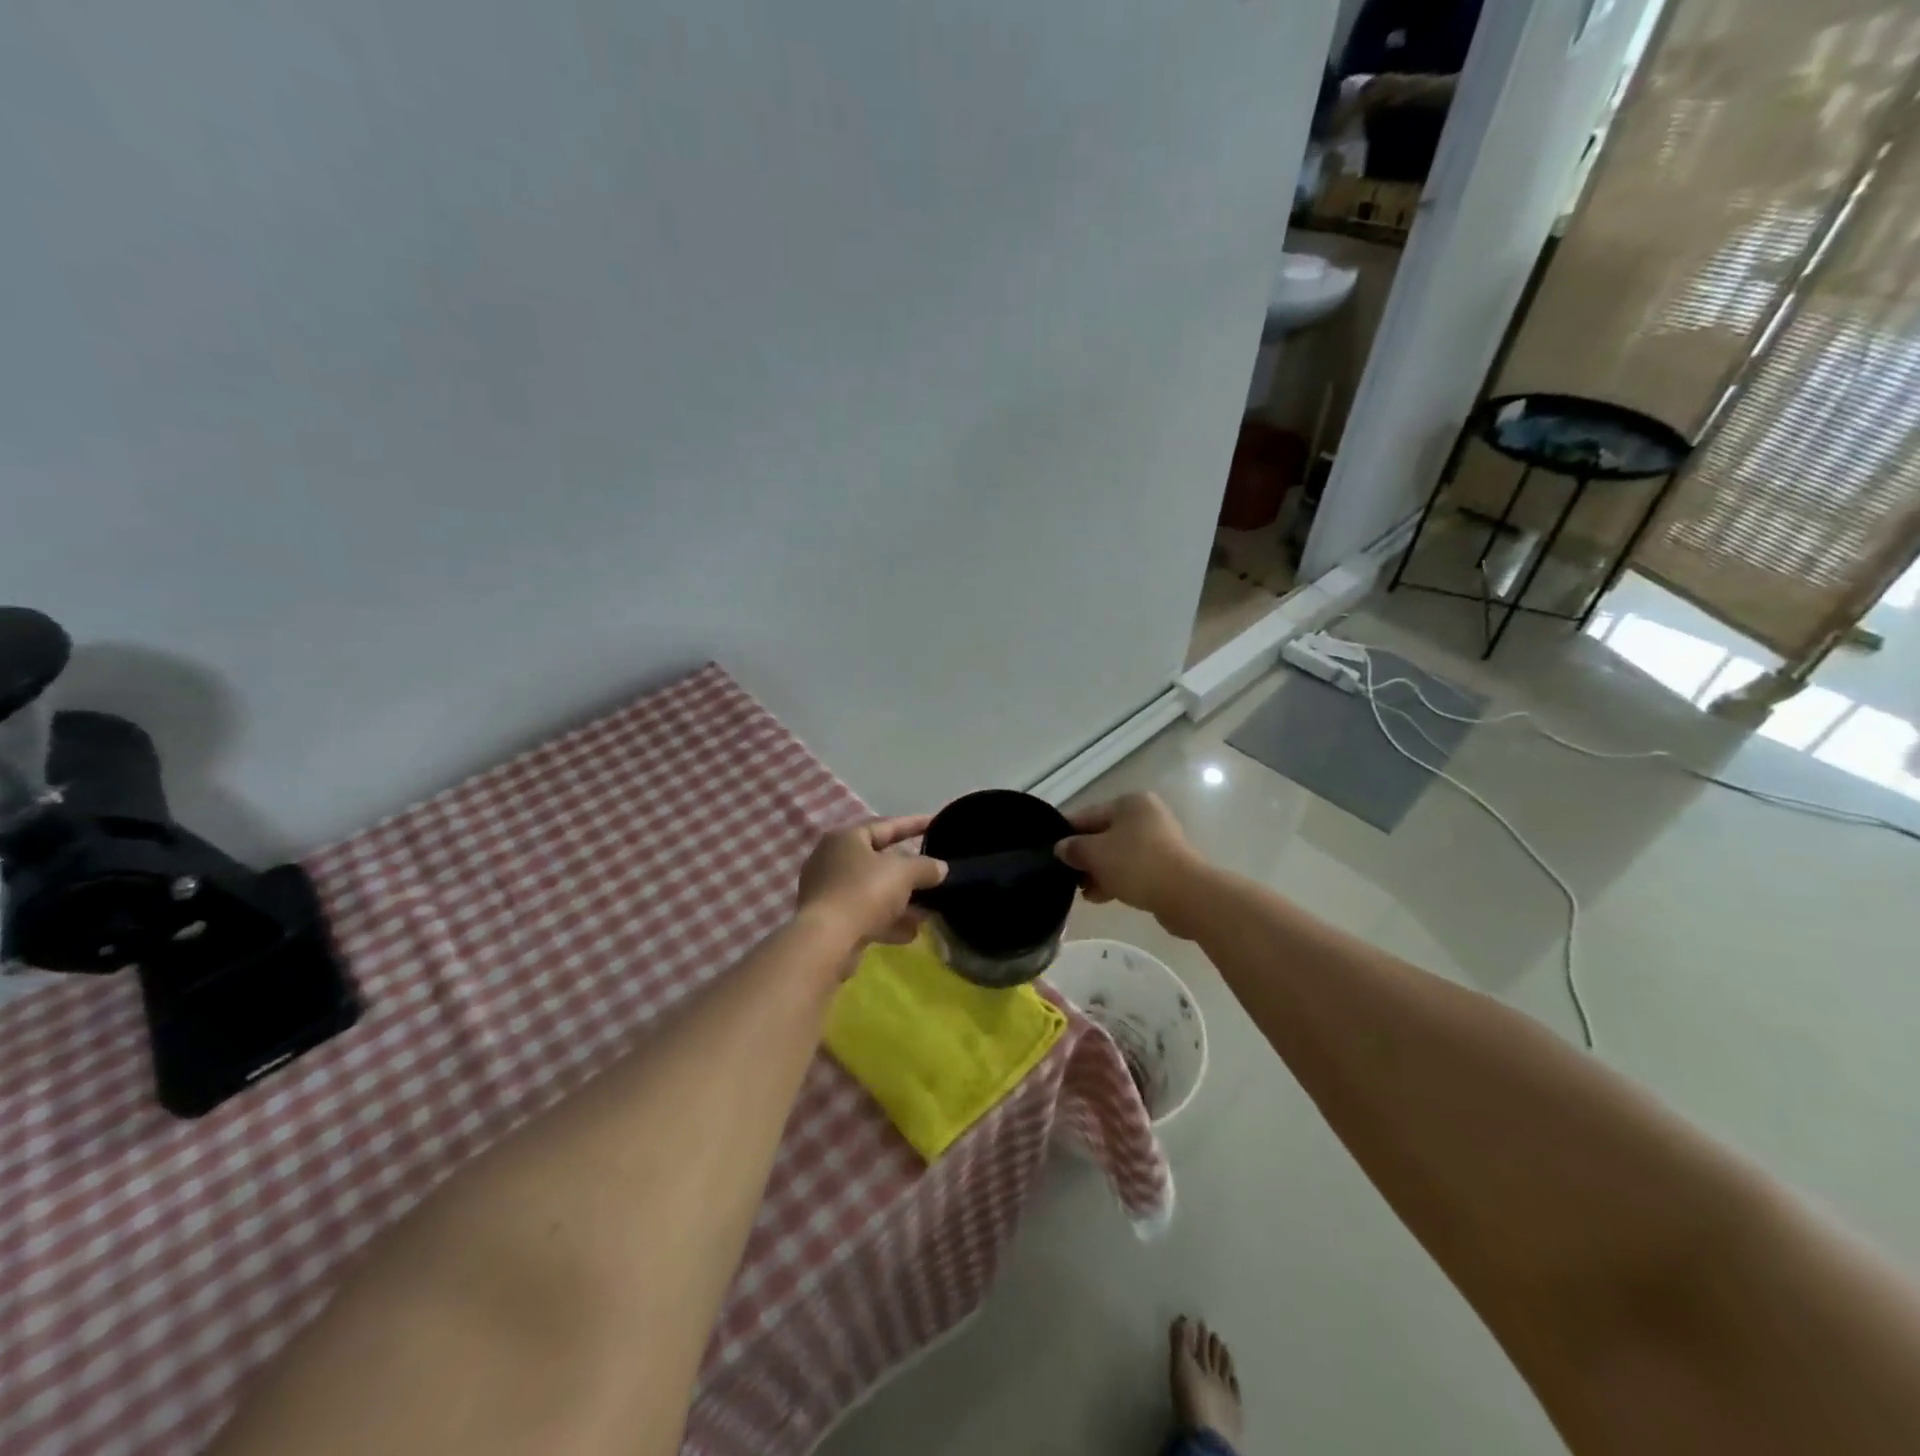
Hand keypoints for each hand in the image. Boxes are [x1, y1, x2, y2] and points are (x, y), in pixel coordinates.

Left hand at [796, 815, 946, 949]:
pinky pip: (865, 913)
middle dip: (909, 870)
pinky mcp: (829, 919)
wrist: (826, 941)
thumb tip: (940, 868)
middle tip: (933, 872)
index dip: (914, 824)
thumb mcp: (903, 873)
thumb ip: (926, 867)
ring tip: (929, 910)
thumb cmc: (864, 893)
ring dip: (901, 900)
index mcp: (847, 838)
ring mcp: (828, 891)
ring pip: (873, 890)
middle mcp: (832, 859)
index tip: (936, 823)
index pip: (887, 825)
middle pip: (879, 860)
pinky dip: (887, 920)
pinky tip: (911, 933)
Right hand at [1055, 793, 1208, 938]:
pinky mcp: (1167, 865)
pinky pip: (1133, 869)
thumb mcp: (1095, 854)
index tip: (1051, 853)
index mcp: (1130, 803)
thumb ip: (1073, 848)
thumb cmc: (1136, 864)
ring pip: (1118, 854)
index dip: (1067, 834)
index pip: (1088, 815)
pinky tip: (1101, 897)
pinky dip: (1117, 879)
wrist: (1185, 894)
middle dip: (1085, 857)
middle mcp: (1146, 816)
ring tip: (1084, 893)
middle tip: (1068, 877)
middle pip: (1104, 835)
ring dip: (1099, 872)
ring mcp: (1160, 841)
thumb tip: (1061, 848)